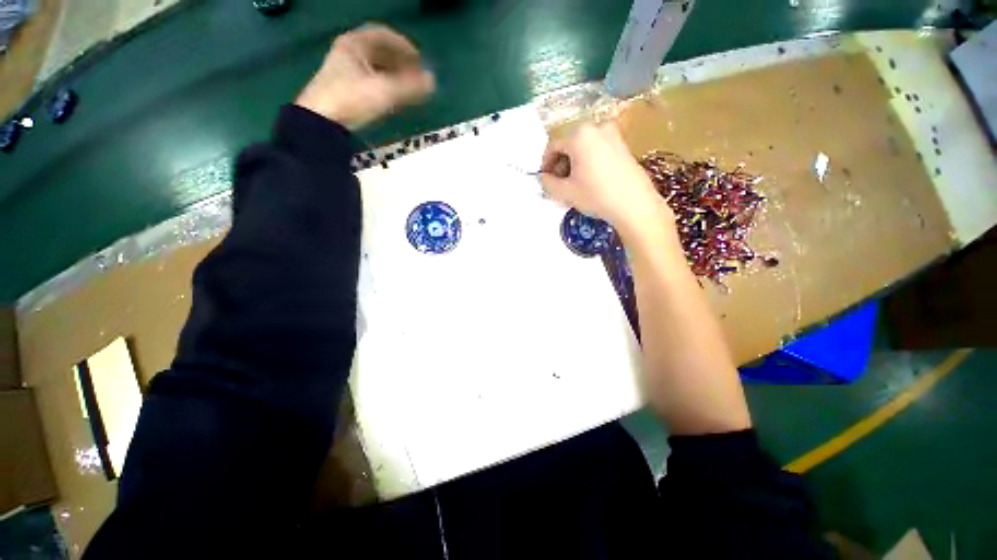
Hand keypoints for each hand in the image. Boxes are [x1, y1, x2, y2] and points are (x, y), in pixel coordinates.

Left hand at [296, 24, 435, 129]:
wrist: (321, 123)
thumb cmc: (351, 99)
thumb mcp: (384, 91)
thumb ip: (410, 87)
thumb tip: (433, 81)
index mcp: (354, 44)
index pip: (383, 35)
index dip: (404, 46)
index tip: (420, 60)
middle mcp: (348, 53)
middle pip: (380, 52)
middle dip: (401, 63)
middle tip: (417, 76)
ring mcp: (345, 72)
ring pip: (376, 68)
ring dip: (395, 76)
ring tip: (410, 89)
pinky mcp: (345, 90)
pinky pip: (371, 81)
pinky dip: (386, 86)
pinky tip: (395, 98)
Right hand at [540, 123, 673, 240]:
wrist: (634, 204)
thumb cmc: (596, 195)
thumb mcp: (565, 192)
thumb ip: (547, 183)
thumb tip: (544, 178)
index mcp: (579, 135)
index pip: (553, 146)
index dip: (545, 163)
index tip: (545, 179)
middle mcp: (596, 127)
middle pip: (569, 144)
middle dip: (560, 163)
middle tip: (559, 183)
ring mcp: (612, 134)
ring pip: (583, 147)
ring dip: (574, 163)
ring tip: (574, 184)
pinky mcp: (623, 144)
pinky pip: (597, 149)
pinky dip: (588, 161)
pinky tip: (590, 180)